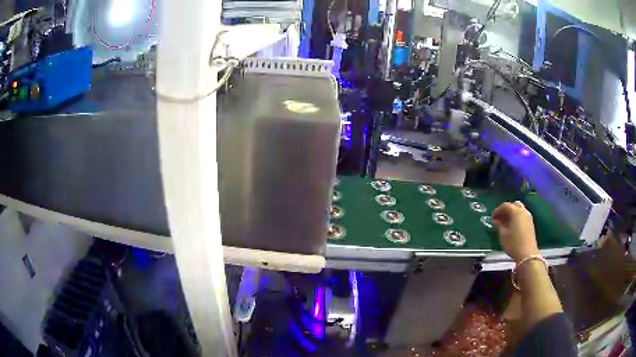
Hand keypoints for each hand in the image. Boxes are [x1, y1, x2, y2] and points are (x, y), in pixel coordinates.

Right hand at [492, 201, 539, 261]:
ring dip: (512, 213)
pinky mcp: (531, 223)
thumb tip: (496, 220)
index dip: (497, 210)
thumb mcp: (503, 235)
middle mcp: (523, 211)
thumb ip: (499, 225)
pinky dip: (516, 217)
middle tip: (500, 218)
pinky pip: (522, 216)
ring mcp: (528, 217)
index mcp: (516, 212)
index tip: (492, 218)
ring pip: (519, 210)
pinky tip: (512, 226)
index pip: (505, 205)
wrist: (527, 254)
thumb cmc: (513, 244)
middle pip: (514, 205)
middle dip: (506, 210)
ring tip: (505, 222)